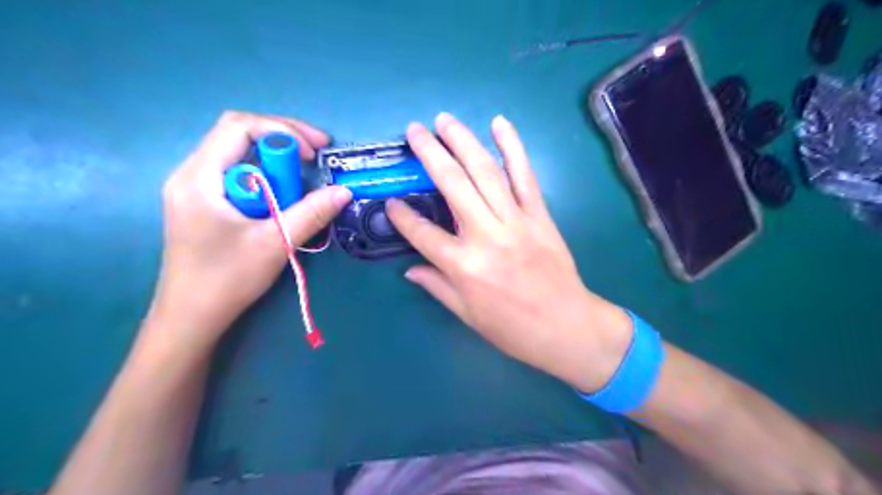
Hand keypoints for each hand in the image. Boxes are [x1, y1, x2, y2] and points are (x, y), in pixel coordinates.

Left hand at [149, 112, 350, 347]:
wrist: (191, 317)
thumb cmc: (227, 279)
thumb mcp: (275, 243)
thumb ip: (311, 213)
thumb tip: (344, 191)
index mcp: (199, 177)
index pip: (238, 127)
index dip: (282, 131)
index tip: (314, 153)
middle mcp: (192, 174)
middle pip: (238, 135)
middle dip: (282, 139)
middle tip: (317, 154)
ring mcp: (196, 189)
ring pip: (240, 155)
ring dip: (275, 162)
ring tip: (304, 178)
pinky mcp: (205, 204)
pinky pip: (239, 175)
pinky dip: (267, 178)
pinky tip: (282, 196)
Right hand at [390, 114, 629, 391]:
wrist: (567, 327)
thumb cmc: (513, 329)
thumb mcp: (467, 315)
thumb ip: (437, 286)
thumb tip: (409, 269)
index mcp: (464, 266)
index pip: (422, 234)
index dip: (401, 217)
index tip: (390, 202)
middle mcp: (486, 236)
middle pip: (452, 185)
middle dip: (430, 154)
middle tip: (414, 131)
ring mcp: (516, 222)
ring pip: (485, 172)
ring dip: (463, 141)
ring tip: (445, 120)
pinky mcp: (540, 216)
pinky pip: (525, 176)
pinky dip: (513, 148)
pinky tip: (500, 124)